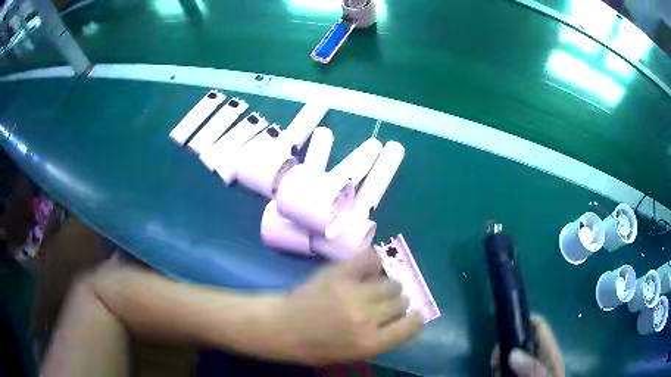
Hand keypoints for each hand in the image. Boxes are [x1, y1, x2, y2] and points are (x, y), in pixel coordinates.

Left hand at [273, 250, 423, 364]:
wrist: (281, 328)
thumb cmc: (315, 347)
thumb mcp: (353, 354)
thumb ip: (381, 338)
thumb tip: (403, 317)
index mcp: (371, 343)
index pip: (412, 326)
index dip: (415, 320)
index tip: (412, 316)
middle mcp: (367, 318)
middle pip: (402, 301)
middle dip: (397, 303)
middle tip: (384, 303)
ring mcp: (354, 293)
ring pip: (391, 282)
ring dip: (387, 285)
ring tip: (374, 287)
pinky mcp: (340, 274)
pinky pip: (370, 259)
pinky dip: (373, 261)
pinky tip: (368, 267)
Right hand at [490, 317, 564, 376]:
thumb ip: (532, 367)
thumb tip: (512, 352)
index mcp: (549, 353)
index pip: (540, 328)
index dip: (526, 321)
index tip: (508, 323)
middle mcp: (538, 359)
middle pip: (522, 342)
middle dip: (508, 344)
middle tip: (495, 357)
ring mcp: (527, 370)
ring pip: (512, 357)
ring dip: (501, 360)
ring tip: (494, 365)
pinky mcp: (518, 376)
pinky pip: (506, 371)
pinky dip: (499, 371)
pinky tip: (496, 373)